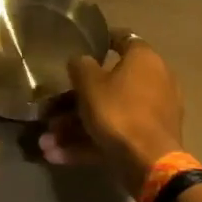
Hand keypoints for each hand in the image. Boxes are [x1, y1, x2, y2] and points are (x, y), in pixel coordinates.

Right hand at [38, 33, 184, 193]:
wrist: (149, 162)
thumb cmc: (118, 111)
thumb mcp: (89, 83)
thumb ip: (80, 66)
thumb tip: (80, 61)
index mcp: (144, 60)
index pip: (124, 39)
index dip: (103, 40)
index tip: (84, 46)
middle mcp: (154, 82)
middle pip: (108, 86)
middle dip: (74, 101)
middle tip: (50, 111)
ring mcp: (153, 113)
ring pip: (107, 115)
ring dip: (74, 128)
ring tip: (46, 143)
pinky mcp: (149, 140)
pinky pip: (114, 135)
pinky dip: (88, 143)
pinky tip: (57, 156)